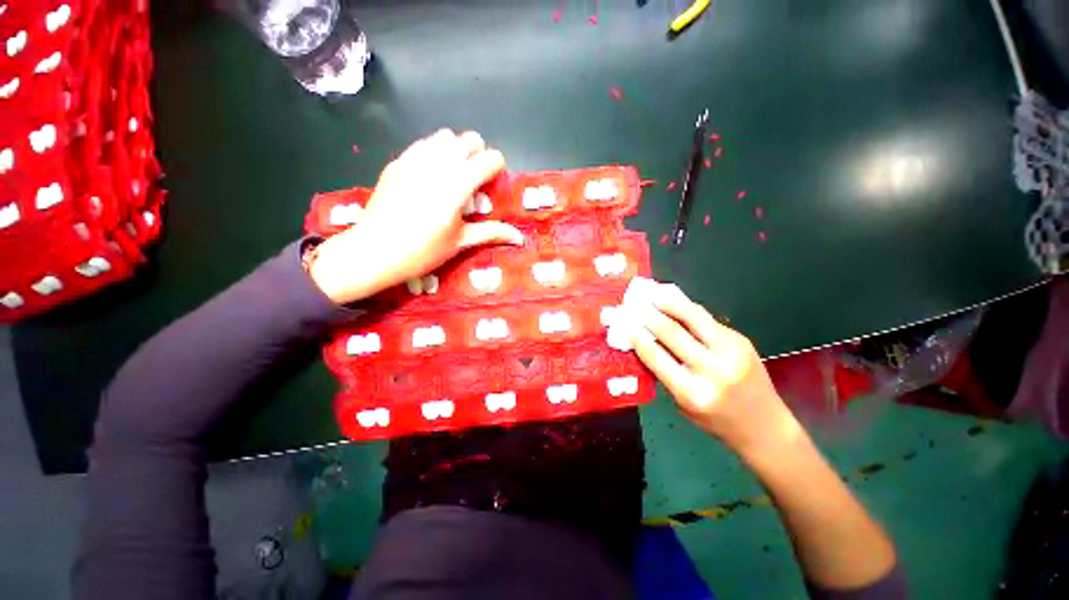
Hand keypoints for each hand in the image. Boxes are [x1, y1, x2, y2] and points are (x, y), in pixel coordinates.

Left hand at [309, 129, 523, 303]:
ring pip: (445, 137)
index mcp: (457, 185)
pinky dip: (434, 152)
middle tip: (475, 180)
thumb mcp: (460, 242)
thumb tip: (519, 237)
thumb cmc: (423, 251)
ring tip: (453, 175)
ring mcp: (414, 159)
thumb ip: (492, 233)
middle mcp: (438, 164)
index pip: (489, 158)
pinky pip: (422, 144)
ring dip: (456, 150)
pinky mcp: (397, 162)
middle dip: (479, 155)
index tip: (492, 186)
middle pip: (469, 139)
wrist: (375, 251)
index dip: (497, 169)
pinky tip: (430, 176)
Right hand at [628, 282, 800, 457]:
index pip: (656, 357)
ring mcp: (731, 352)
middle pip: (672, 332)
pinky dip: (687, 310)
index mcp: (692, 392)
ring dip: (669, 303)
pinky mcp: (741, 340)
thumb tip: (644, 342)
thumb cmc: (716, 421)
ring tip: (653, 294)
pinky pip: (707, 319)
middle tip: (634, 303)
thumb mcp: (682, 403)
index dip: (638, 337)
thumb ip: (664, 372)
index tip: (626, 323)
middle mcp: (712, 370)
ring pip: (693, 317)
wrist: (765, 426)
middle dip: (649, 315)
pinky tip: (675, 303)